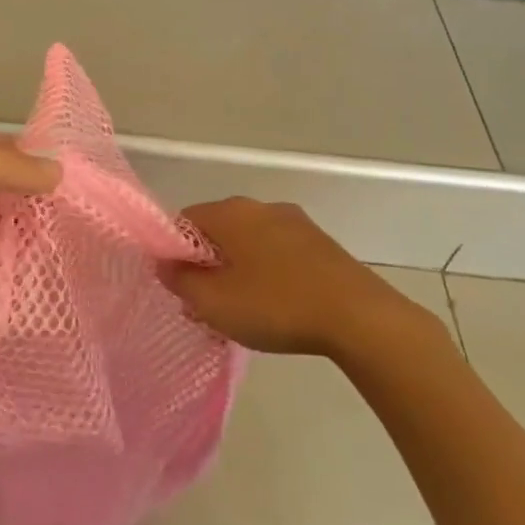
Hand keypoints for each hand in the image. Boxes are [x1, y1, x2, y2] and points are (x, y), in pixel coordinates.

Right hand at [162, 198, 441, 358]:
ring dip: (237, 272)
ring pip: (248, 243)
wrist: (359, 318)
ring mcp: (294, 222)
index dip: (174, 254)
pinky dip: (267, 274)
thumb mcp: (214, 302)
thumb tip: (165, 263)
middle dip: (206, 266)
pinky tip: (276, 307)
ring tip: (242, 313)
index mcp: (230, 212)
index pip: (183, 221)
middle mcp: (260, 206)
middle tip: (207, 306)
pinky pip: (277, 252)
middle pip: (217, 232)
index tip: (180, 287)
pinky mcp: (319, 243)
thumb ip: (180, 280)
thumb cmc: (276, 306)